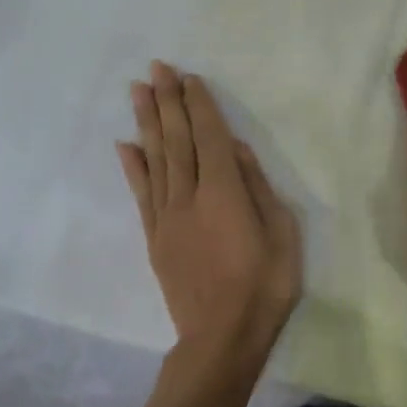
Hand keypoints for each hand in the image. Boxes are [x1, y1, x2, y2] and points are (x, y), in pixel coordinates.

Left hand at [118, 62, 302, 364]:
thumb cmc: (264, 286)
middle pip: (177, 139)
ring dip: (146, 122)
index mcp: (224, 193)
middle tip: (157, 68)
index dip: (199, 105)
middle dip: (167, 101)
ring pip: (155, 159)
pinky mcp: (155, 237)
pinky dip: (133, 166)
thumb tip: (235, 150)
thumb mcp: (282, 234)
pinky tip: (125, 144)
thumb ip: (257, 188)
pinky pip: (141, 194)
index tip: (189, 77)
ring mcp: (167, 217)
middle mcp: (189, 196)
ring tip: (137, 90)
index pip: (209, 137)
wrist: (221, 338)